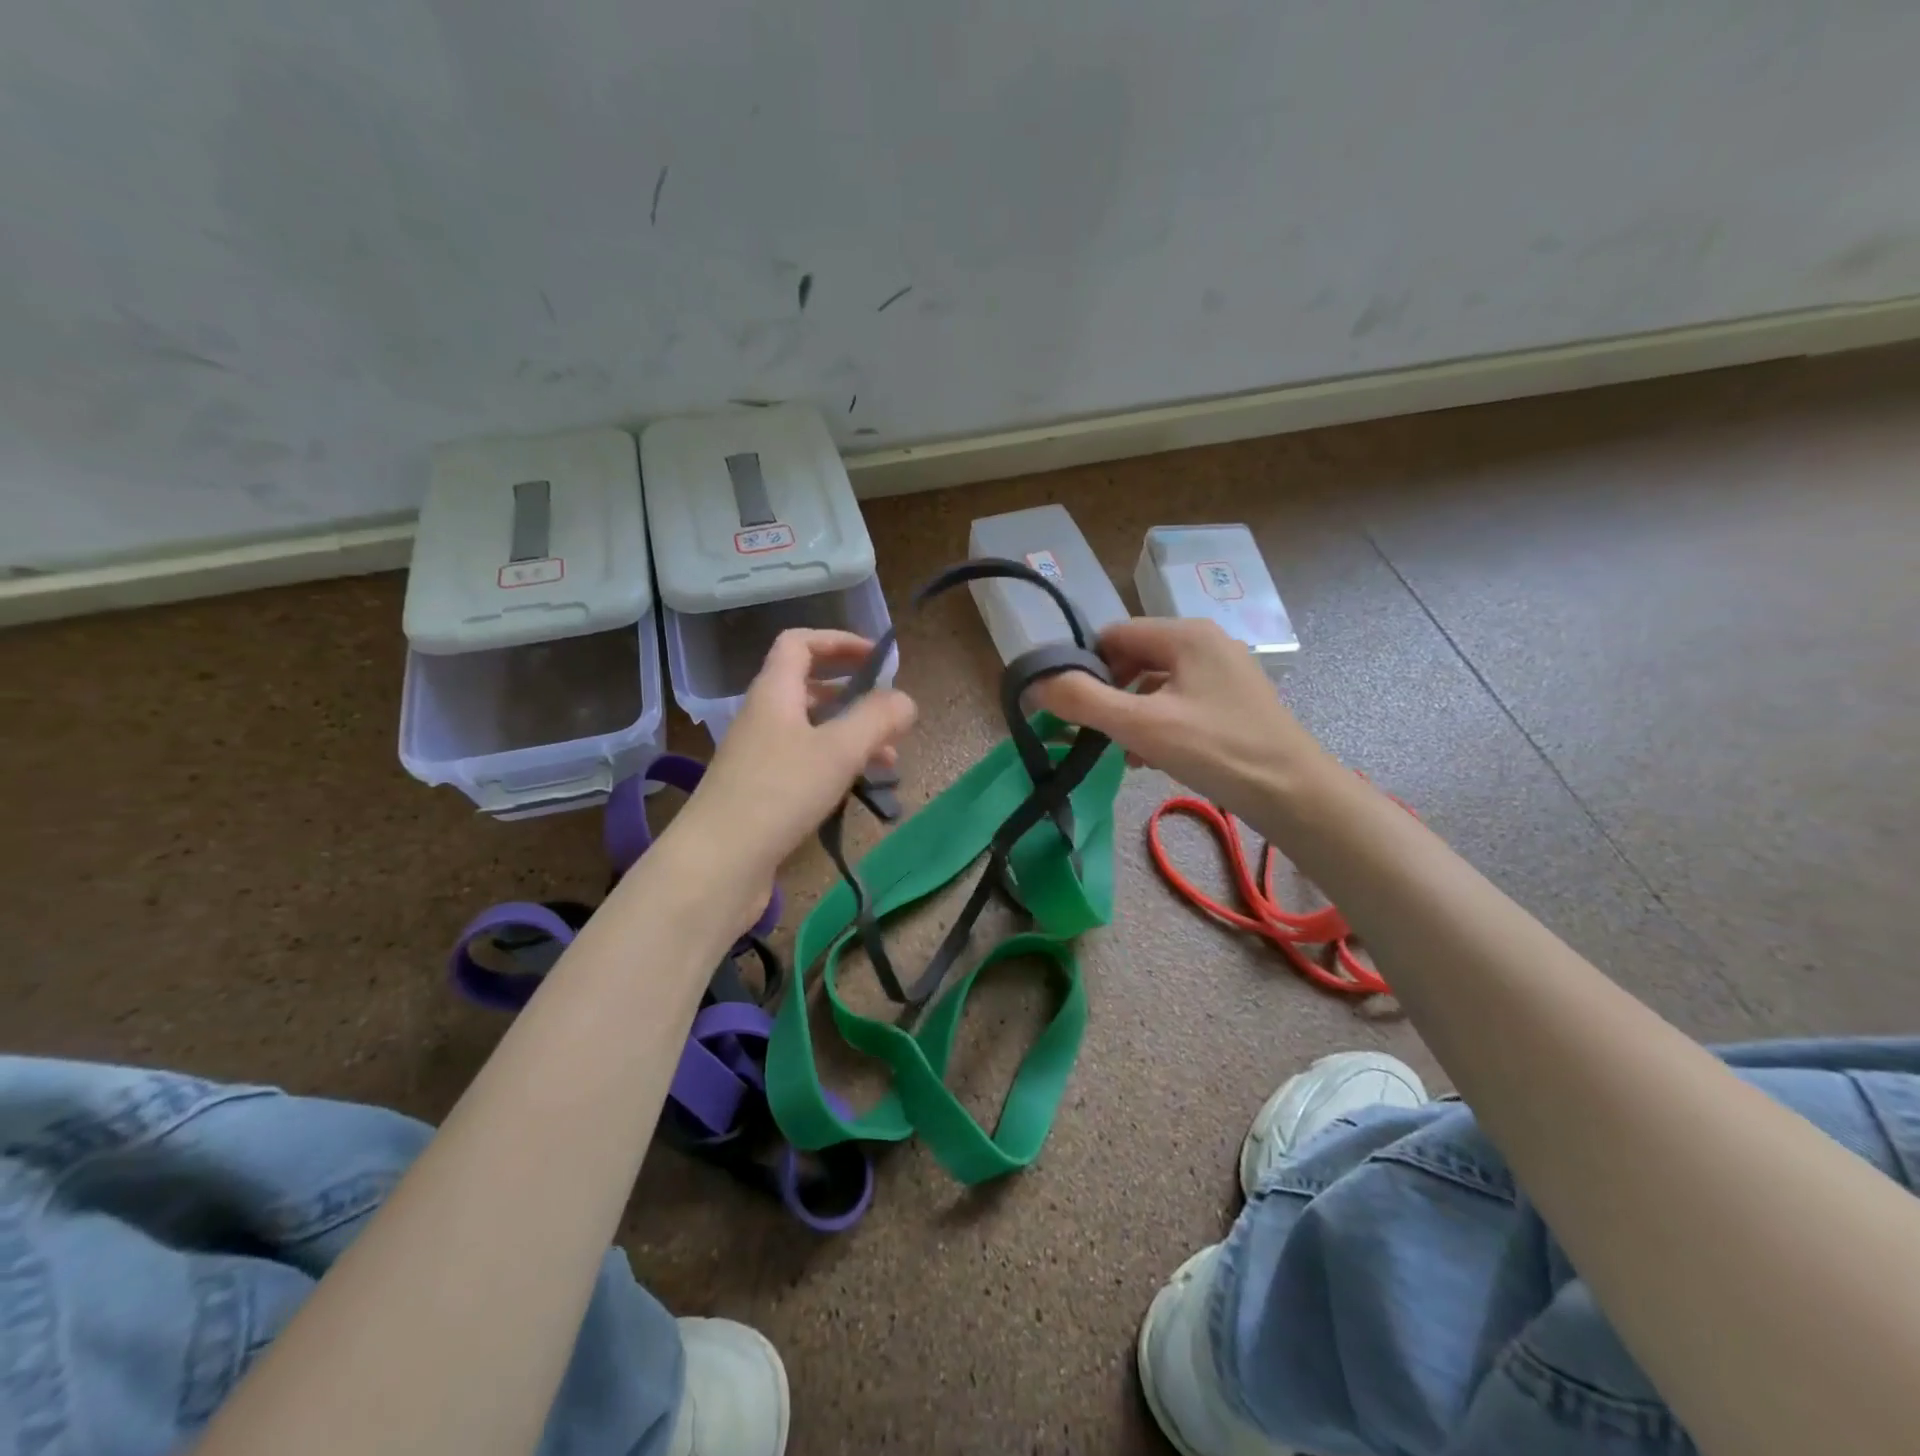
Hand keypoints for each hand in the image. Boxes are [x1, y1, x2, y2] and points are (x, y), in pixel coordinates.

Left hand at [666, 629, 916, 891]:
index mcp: (775, 693)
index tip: (877, 658)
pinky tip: (860, 789)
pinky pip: (806, 763)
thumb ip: (876, 718)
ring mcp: (759, 756)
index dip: (838, 641)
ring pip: (813, 730)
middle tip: (889, 715)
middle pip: (809, 688)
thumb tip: (905, 700)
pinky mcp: (762, 792)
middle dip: (854, 696)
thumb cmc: (779, 793)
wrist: (718, 864)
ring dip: (851, 736)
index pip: (800, 643)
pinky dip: (836, 766)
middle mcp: (764, 717)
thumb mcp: (838, 750)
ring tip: (889, 761)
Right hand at [1032, 617, 1330, 812]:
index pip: (1113, 635)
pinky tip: (1151, 758)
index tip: (1070, 706)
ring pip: (1155, 683)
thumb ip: (1083, 700)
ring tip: (1124, 752)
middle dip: (1109, 694)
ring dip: (1131, 713)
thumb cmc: (1217, 751)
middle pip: (1134, 657)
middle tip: (1096, 733)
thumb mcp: (1141, 725)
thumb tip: (1034, 685)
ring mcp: (1223, 671)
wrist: (1295, 795)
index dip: (1085, 666)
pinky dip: (1158, 723)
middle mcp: (1205, 642)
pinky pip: (1179, 701)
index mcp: (1185, 634)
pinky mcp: (1232, 700)